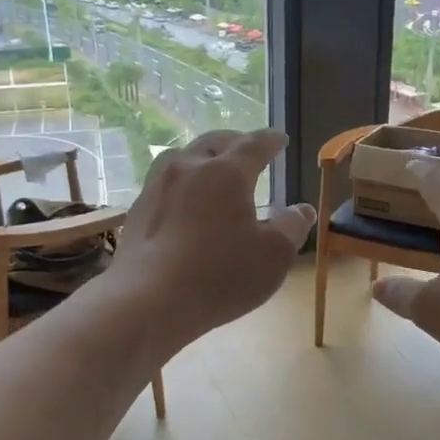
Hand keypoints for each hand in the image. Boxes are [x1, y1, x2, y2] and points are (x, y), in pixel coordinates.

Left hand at [108, 129, 314, 353]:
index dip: (271, 140)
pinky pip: (165, 183)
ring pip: (183, 157)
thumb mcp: (273, 256)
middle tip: (248, 148)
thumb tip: (302, 209)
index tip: (280, 139)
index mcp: (226, 173)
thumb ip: (291, 227)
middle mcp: (189, 168)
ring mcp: (158, 187)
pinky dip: (182, 183)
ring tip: (212, 167)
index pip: (254, 145)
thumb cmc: (220, 275)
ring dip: (203, 157)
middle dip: (235, 142)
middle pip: (214, 142)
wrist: (149, 300)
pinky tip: (184, 201)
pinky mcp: (137, 211)